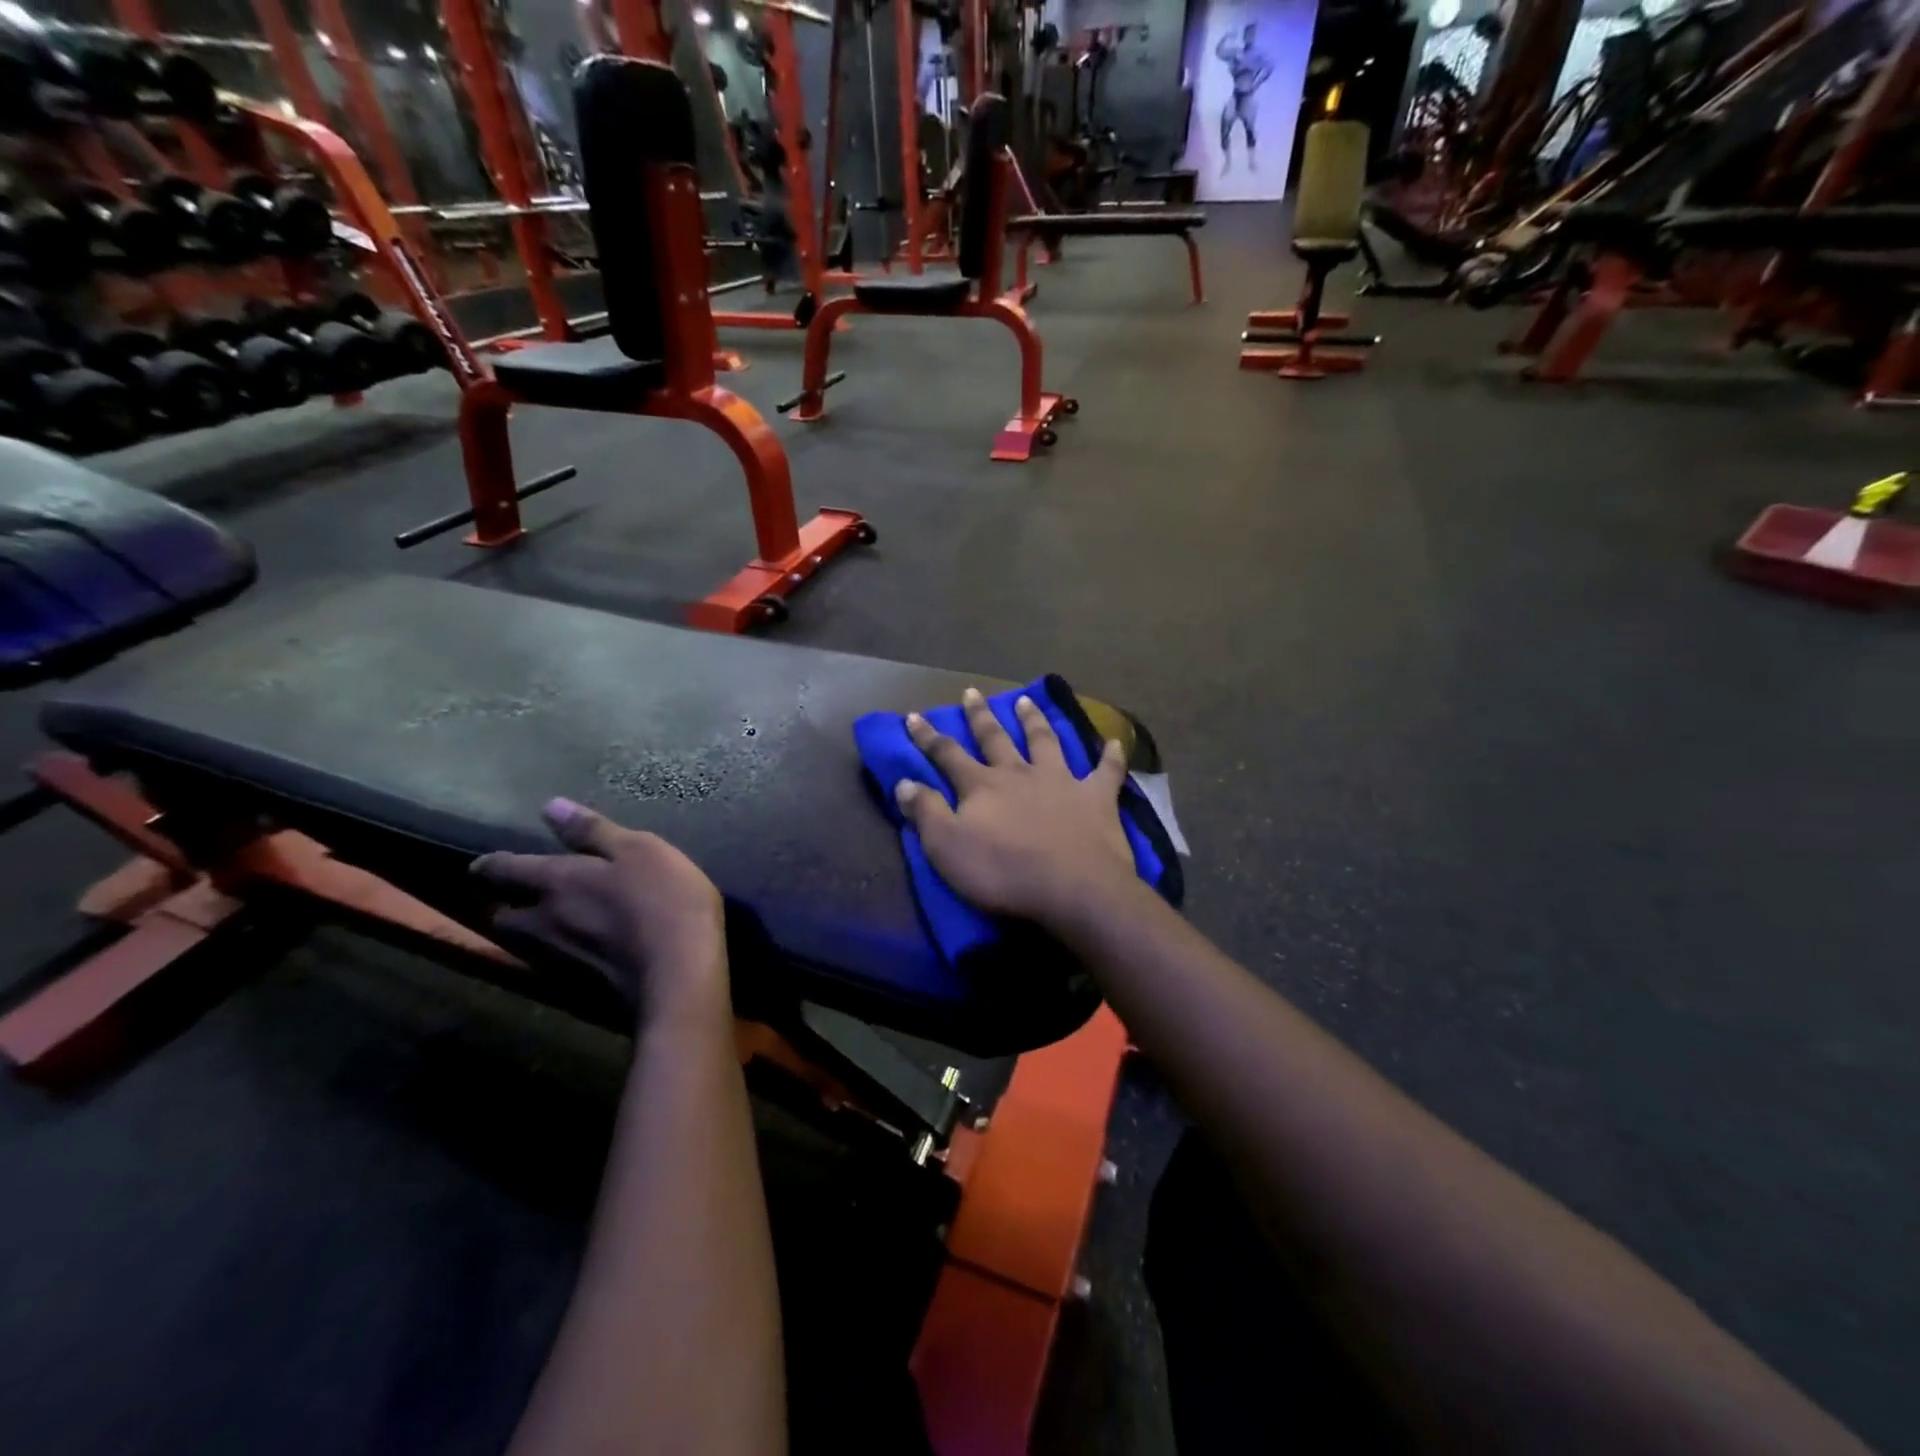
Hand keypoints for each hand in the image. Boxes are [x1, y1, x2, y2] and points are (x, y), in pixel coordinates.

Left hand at [471, 799, 726, 1024]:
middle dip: (507, 905)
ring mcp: (558, 959)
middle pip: (503, 916)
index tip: (482, 864)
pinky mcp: (578, 987)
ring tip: (548, 923)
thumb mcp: (639, 850)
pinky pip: (553, 964)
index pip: (503, 871)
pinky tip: (581, 950)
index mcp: (556, 882)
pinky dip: (558, 953)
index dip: (491, 865)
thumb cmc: (663, 900)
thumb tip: (550, 806)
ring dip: (529, 931)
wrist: (679, 975)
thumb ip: (593, 831)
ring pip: (525, 943)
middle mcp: (544, 922)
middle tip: (521, 897)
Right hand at [896, 688, 1138, 931]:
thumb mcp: (947, 848)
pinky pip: (1106, 772)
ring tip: (1026, 701)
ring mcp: (1061, 781)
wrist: (1073, 888)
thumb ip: (926, 812)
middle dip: (980, 716)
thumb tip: (903, 782)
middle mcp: (1019, 773)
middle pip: (995, 738)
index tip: (914, 716)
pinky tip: (1114, 742)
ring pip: (1045, 741)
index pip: (947, 754)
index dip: (928, 737)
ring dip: (1034, 720)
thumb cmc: (1004, 872)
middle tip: (971, 692)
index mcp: (982, 786)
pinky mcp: (1096, 798)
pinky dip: (1110, 757)